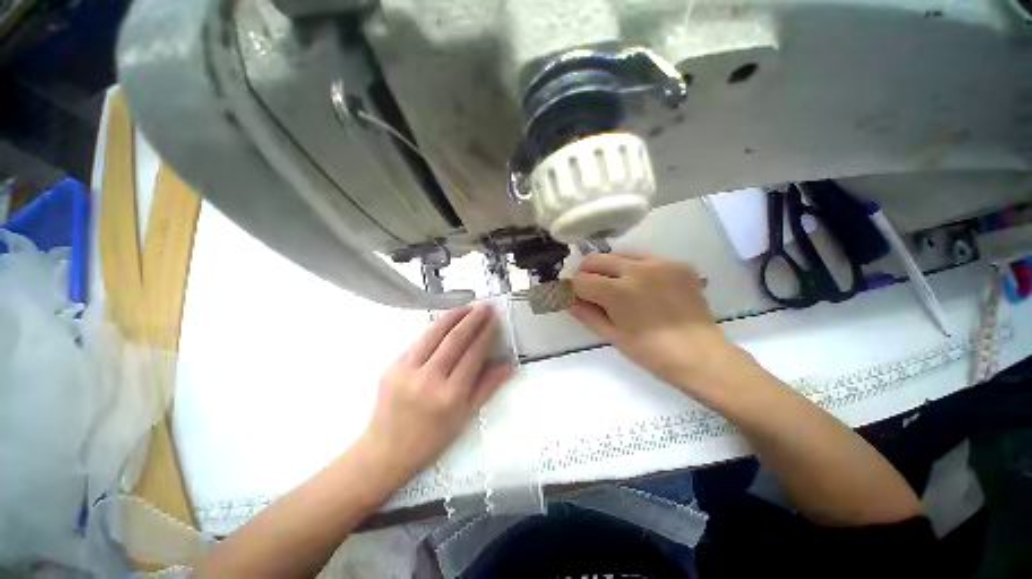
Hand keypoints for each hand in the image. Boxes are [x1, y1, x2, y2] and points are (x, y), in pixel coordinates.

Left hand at [361, 306, 513, 479]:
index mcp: (450, 396)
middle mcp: (428, 379)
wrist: (385, 451)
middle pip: (454, 339)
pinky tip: (446, 323)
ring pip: (434, 333)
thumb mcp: (465, 416)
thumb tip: (509, 366)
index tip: (494, 320)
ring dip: (453, 317)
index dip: (486, 334)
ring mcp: (406, 370)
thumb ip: (488, 387)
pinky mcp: (392, 365)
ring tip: (467, 308)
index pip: (473, 354)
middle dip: (472, 319)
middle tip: (485, 307)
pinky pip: (419, 341)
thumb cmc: (432, 438)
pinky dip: (435, 329)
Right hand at [569, 252, 736, 392]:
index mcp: (618, 292)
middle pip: (596, 259)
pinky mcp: (677, 263)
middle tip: (592, 288)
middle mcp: (637, 269)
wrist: (700, 355)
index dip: (575, 289)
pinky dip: (636, 268)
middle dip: (587, 272)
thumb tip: (569, 302)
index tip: (578, 296)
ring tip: (617, 284)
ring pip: (620, 254)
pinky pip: (645, 258)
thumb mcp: (613, 336)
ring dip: (610, 267)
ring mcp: (660, 263)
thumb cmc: (651, 352)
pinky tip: (643, 285)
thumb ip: (587, 315)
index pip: (581, 279)